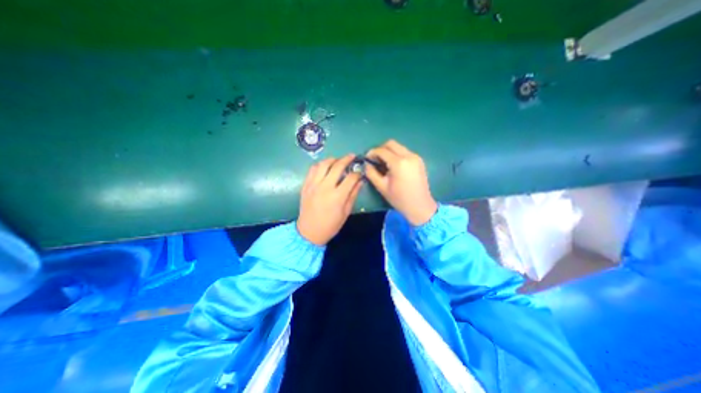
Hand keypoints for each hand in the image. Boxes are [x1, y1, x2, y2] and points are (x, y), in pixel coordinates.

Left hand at [297, 153, 364, 243]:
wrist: (309, 232)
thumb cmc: (331, 225)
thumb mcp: (346, 212)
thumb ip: (353, 194)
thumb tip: (360, 181)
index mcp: (337, 196)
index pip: (351, 178)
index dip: (357, 173)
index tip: (359, 173)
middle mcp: (325, 187)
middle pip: (337, 167)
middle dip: (347, 159)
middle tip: (352, 156)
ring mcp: (313, 185)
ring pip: (323, 164)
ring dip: (332, 159)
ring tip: (338, 160)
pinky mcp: (305, 185)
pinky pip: (312, 169)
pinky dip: (320, 165)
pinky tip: (325, 167)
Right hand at [364, 139, 435, 225]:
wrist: (420, 206)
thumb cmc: (399, 199)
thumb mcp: (382, 187)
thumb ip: (371, 173)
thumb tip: (366, 164)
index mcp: (399, 163)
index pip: (382, 150)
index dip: (372, 153)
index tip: (367, 159)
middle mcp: (408, 156)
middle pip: (391, 144)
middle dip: (380, 149)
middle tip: (375, 160)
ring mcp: (415, 157)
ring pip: (398, 147)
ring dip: (389, 152)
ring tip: (384, 163)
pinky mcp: (419, 160)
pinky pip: (405, 152)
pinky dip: (397, 155)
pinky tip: (394, 166)